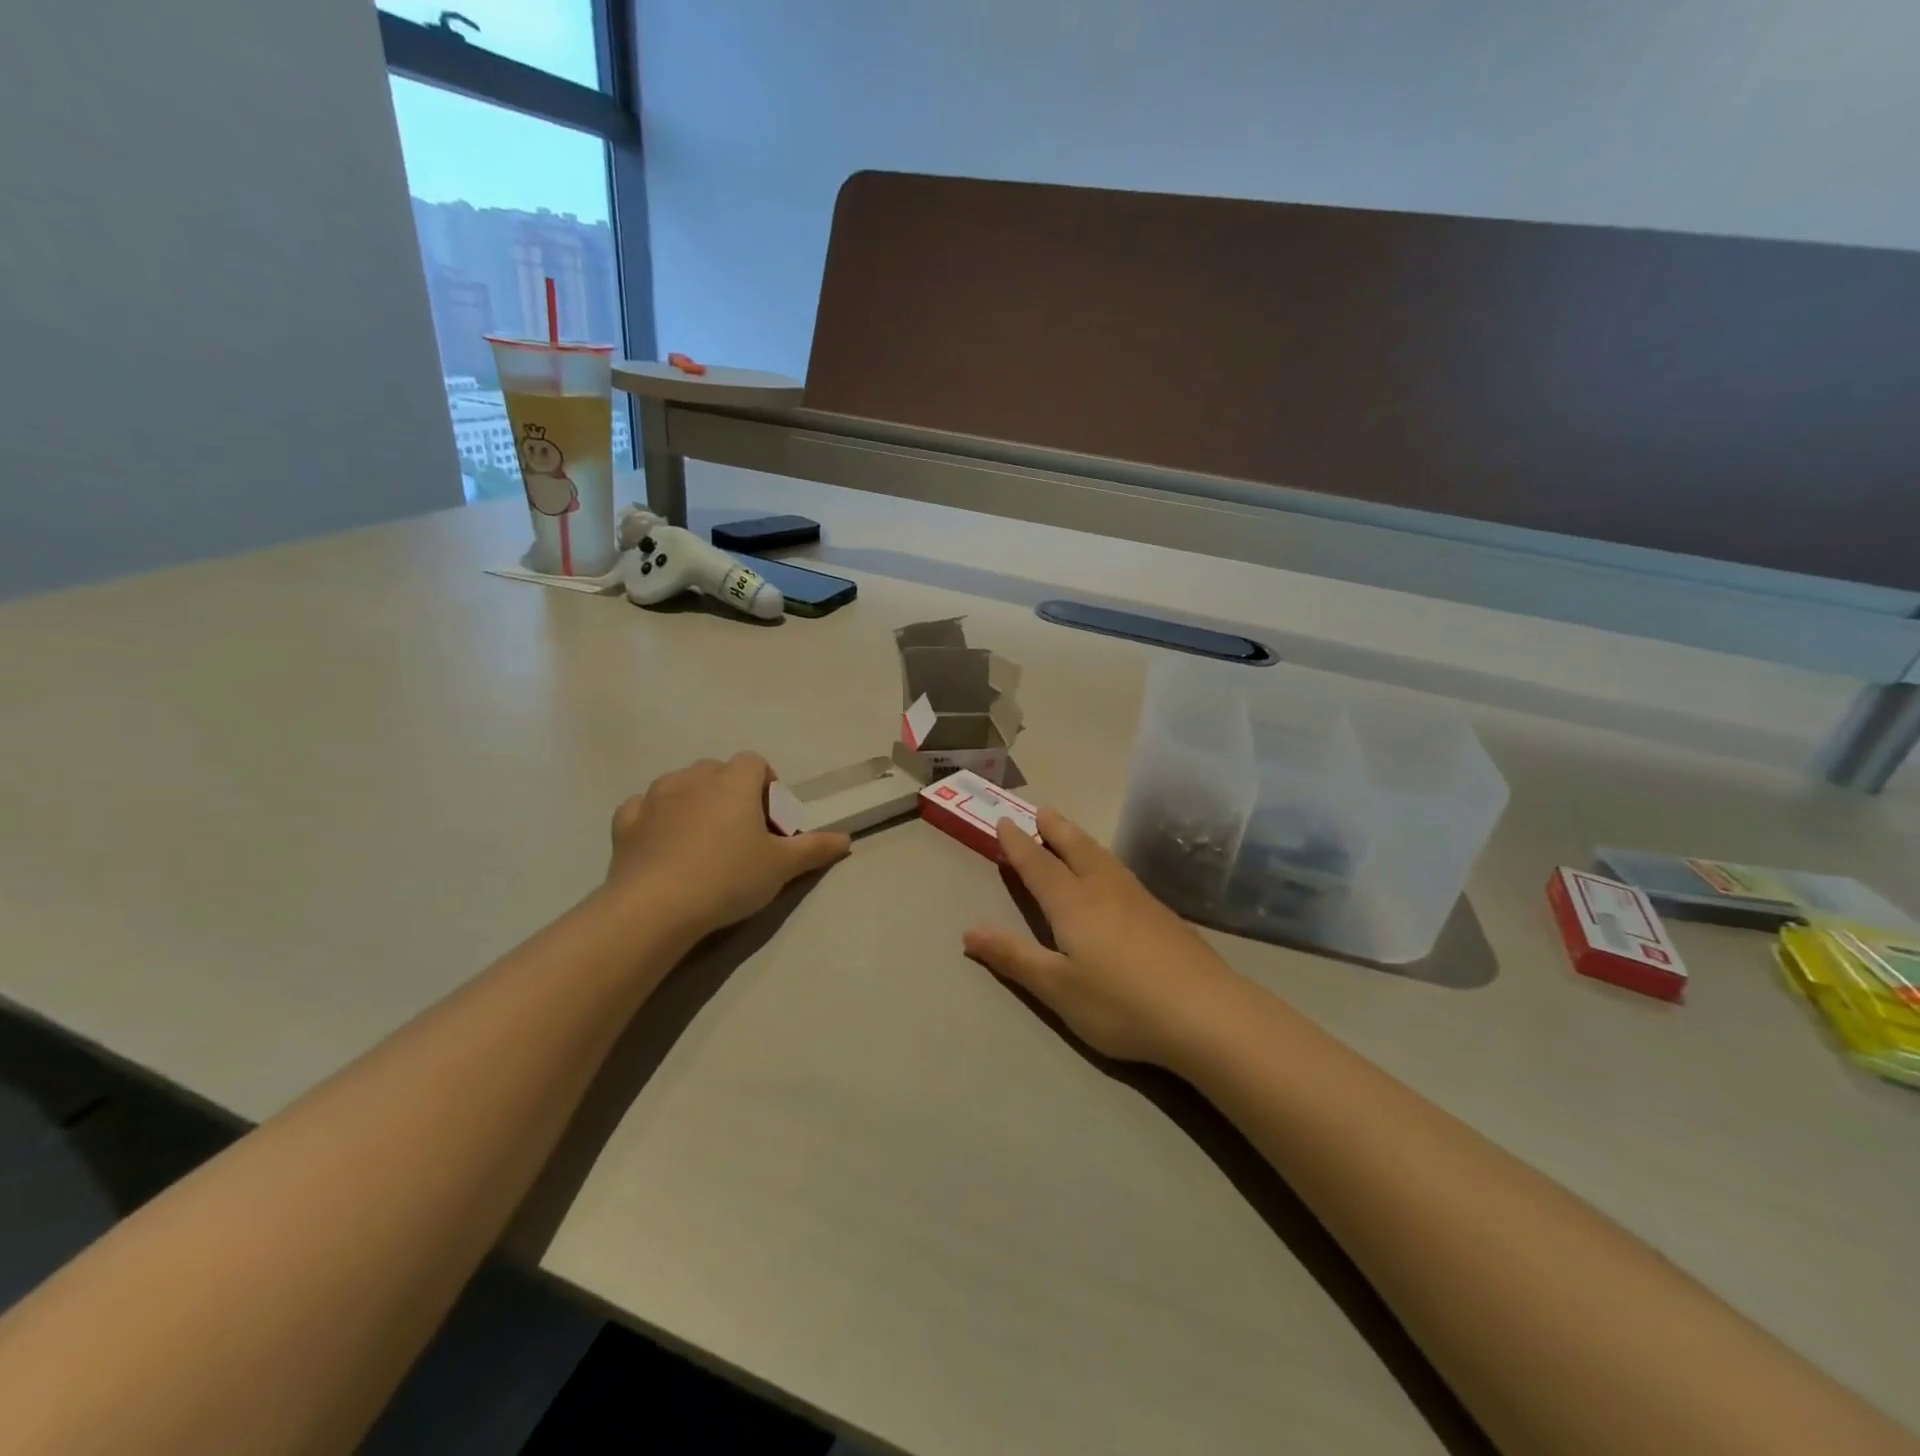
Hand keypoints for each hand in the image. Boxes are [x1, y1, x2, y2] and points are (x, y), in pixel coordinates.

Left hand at [605, 753, 849, 941]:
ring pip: (680, 785)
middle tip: (741, 833)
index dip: (767, 786)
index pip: (755, 763)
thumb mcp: (781, 867)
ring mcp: (655, 797)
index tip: (771, 819)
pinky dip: (656, 818)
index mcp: (733, 781)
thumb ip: (815, 848)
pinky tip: (663, 844)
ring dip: (694, 801)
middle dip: (731, 792)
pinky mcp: (626, 822)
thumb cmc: (728, 877)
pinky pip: (644, 807)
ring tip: (703, 840)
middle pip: (718, 771)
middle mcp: (693, 778)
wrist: (655, 907)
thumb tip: (846, 839)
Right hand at [962, 809, 1243, 1065]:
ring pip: (1102, 856)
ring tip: (1069, 833)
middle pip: (1074, 848)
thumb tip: (968, 930)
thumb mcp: (1057, 987)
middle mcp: (1104, 888)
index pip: (1038, 864)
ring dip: (1079, 839)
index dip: (1017, 844)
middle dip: (1053, 829)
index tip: (1003, 822)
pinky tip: (1111, 874)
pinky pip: (1120, 871)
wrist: (1205, 1012)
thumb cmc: (1120, 1002)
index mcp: (1073, 902)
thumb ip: (1013, 956)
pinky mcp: (1162, 913)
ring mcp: (1138, 898)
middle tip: (1040, 811)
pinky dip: (1103, 859)